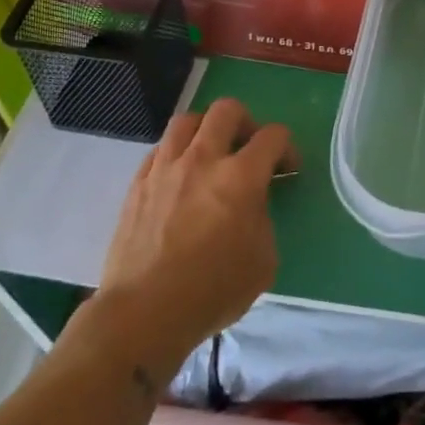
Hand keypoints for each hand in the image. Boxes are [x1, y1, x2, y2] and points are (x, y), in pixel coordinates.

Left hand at [90, 98, 294, 365]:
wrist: (143, 314)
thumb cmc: (212, 291)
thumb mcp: (263, 260)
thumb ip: (263, 219)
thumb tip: (251, 207)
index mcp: (241, 177)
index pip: (273, 136)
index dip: (286, 148)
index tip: (286, 170)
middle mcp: (203, 160)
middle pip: (227, 110)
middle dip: (246, 123)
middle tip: (248, 150)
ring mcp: (165, 169)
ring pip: (188, 121)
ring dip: (206, 130)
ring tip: (211, 155)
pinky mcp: (137, 184)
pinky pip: (160, 149)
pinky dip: (177, 154)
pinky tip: (180, 178)